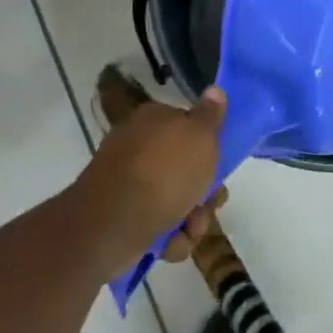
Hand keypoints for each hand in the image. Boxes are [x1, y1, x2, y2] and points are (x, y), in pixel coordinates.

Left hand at [71, 87, 225, 258]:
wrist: (113, 222)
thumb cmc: (164, 172)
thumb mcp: (200, 136)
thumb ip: (211, 115)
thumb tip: (215, 89)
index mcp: (154, 121)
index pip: (189, 127)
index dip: (209, 149)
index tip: (220, 166)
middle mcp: (139, 148)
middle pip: (187, 170)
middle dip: (204, 193)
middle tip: (209, 203)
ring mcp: (129, 184)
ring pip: (177, 202)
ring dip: (191, 220)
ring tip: (188, 228)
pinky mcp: (123, 217)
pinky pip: (159, 226)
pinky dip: (169, 237)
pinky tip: (168, 242)